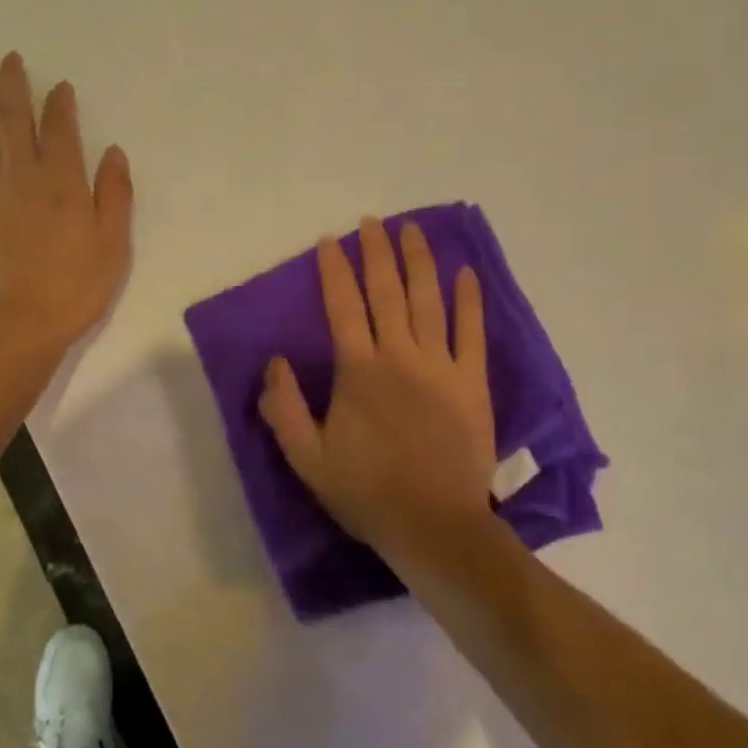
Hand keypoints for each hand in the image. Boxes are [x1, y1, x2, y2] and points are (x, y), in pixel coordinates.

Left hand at [0, 52, 132, 351]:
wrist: (21, 322)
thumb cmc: (76, 285)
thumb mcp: (113, 242)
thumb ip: (115, 194)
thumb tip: (113, 152)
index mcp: (63, 181)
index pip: (61, 129)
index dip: (60, 103)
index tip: (60, 86)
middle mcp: (24, 176)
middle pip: (15, 121)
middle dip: (14, 88)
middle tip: (10, 60)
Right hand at [259, 217, 495, 566]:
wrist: (432, 524)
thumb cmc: (365, 491)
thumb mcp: (306, 458)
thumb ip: (285, 408)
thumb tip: (275, 362)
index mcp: (358, 370)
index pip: (342, 306)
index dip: (334, 270)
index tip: (330, 242)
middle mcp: (399, 356)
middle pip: (387, 292)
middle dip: (377, 252)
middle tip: (372, 222)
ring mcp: (440, 366)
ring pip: (428, 301)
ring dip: (419, 262)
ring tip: (412, 231)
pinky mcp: (471, 383)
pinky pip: (471, 333)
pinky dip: (468, 301)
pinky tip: (465, 274)